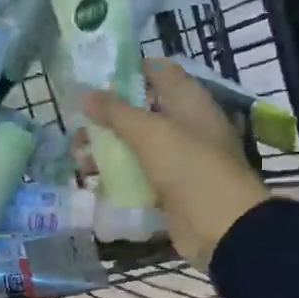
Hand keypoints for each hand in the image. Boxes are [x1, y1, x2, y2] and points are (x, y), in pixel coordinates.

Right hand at [83, 59, 269, 271]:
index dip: (129, 70)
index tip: (95, 76)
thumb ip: (115, 111)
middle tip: (76, 122)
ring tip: (77, 157)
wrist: (221, 227)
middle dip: (107, 116)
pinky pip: (136, 176)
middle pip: (141, 111)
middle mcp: (185, 126)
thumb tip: (84, 93)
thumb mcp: (149, 132)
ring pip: (135, 146)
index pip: (160, 71)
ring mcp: (177, 160)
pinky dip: (115, 177)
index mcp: (189, 102)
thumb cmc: (189, 166)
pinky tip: (90, 181)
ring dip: (106, 149)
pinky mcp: (168, 189)